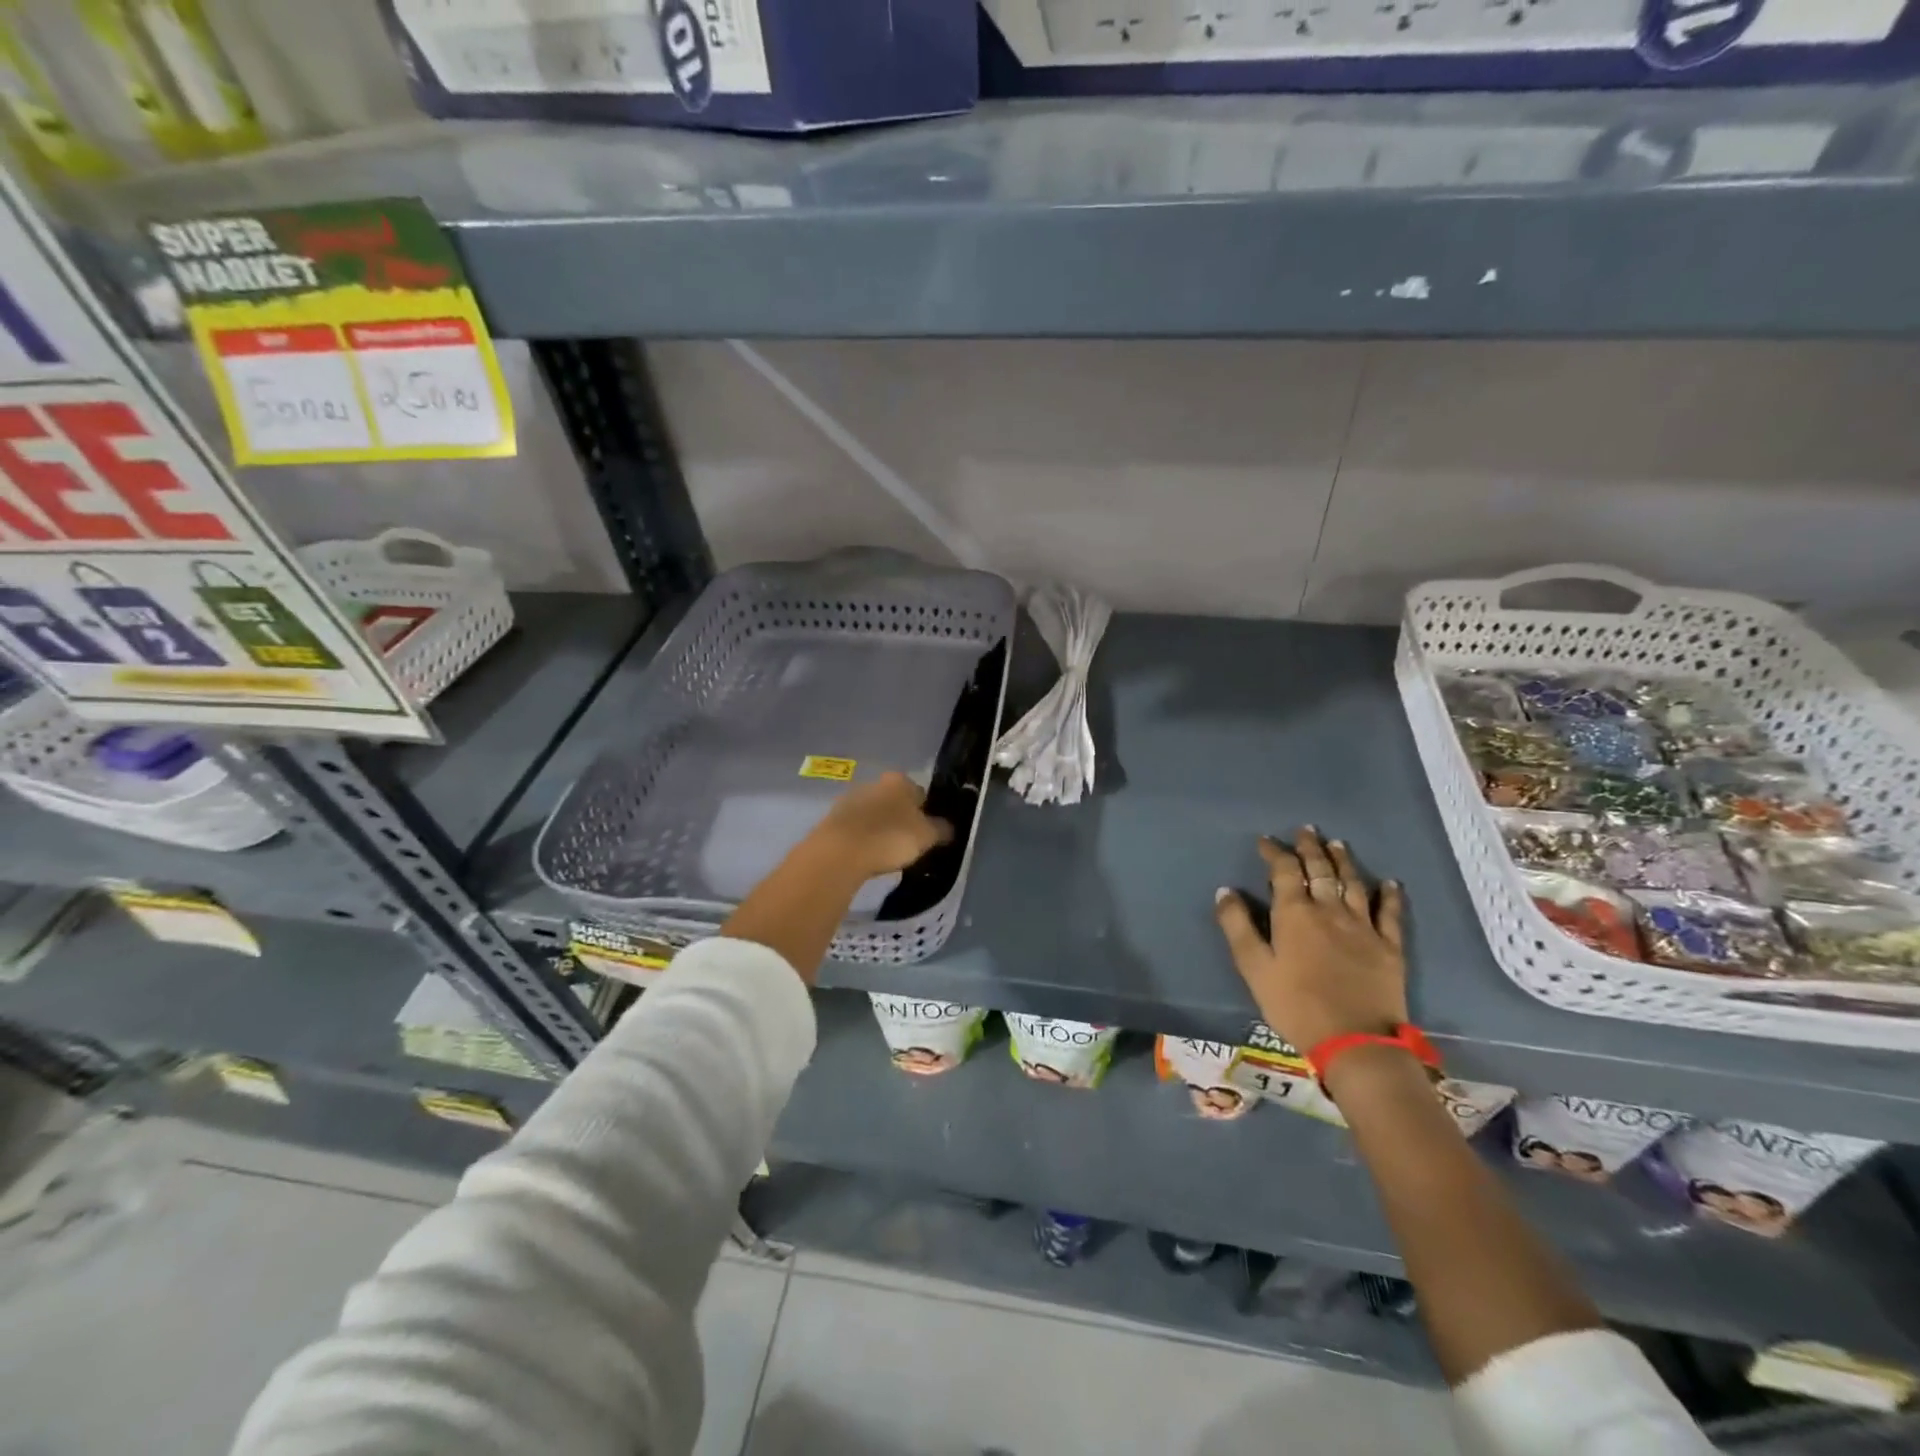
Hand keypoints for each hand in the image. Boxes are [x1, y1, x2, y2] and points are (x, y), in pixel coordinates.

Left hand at [814, 771, 953, 877]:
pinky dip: (863, 838)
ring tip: (886, 853)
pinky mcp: (833, 818)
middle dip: (901, 818)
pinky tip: (866, 855)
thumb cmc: (890, 838)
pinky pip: (856, 827)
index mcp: (900, 780)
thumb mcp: (927, 836)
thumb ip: (942, 829)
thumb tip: (949, 828)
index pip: (921, 793)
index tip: (927, 833)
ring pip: (874, 813)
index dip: (926, 813)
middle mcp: (875, 782)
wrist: (840, 852)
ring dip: (880, 828)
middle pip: (895, 801)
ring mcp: (851, 799)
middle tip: (908, 844)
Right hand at [1213, 828, 1407, 1053]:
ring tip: (1337, 844)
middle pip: (1320, 870)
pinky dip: (1389, 895)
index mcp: (1294, 913)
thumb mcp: (1254, 968)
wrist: (1355, 1041)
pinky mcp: (1389, 947)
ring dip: (1343, 861)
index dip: (1274, 852)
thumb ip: (1238, 927)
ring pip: (1353, 884)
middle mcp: (1329, 910)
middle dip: (1310, 848)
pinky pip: (1390, 914)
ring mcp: (1363, 927)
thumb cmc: (1294, 1004)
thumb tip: (1226, 891)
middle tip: (1306, 830)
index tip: (1265, 840)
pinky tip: (1390, 883)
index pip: (1284, 871)